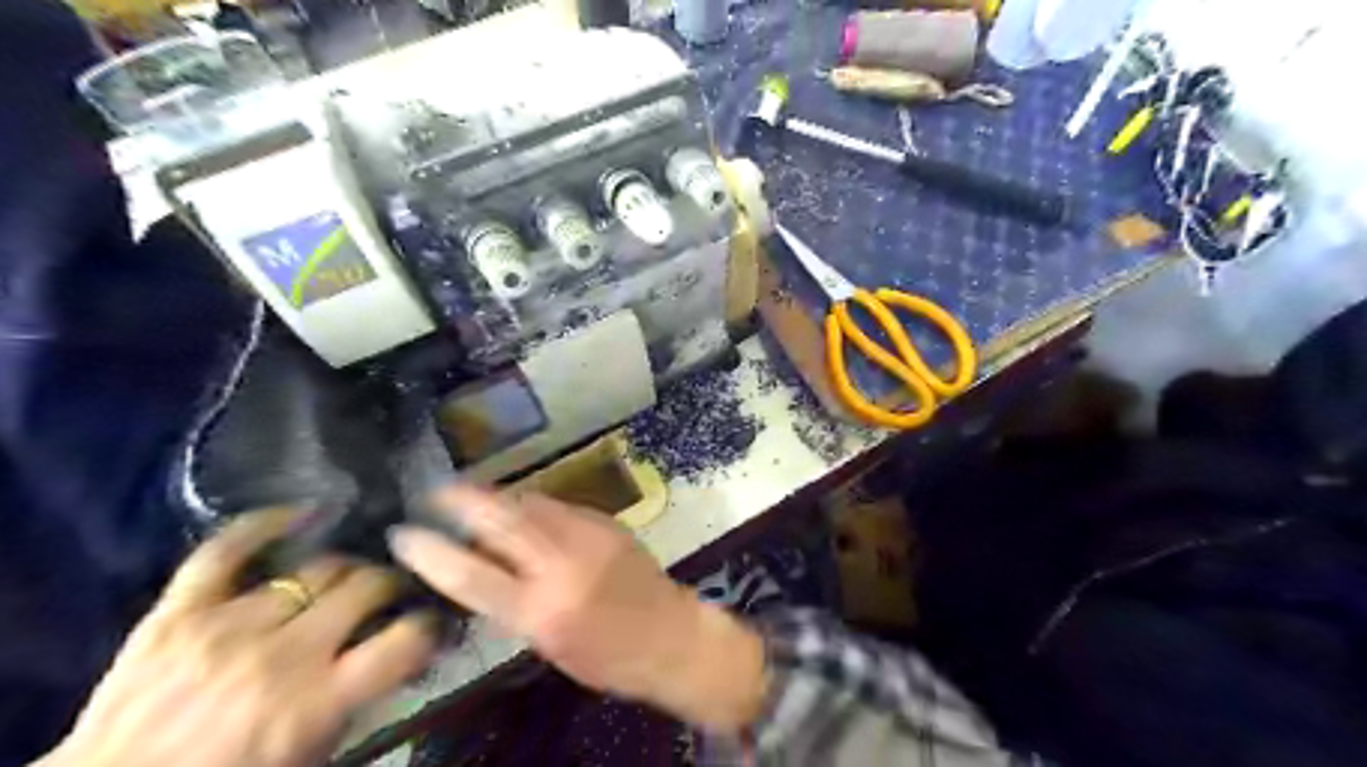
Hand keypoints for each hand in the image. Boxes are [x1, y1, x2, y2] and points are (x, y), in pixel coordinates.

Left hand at [38, 511, 438, 766]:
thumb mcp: (312, 754)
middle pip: (365, 586)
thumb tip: (404, 656)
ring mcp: (227, 626)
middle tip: (390, 592)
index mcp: (318, 701)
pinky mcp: (178, 612)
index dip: (428, 623)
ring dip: (343, 569)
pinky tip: (300, 513)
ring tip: (348, 574)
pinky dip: (264, 524)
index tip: (429, 621)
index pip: (405, 638)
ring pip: (316, 567)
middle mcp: (283, 654)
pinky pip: (225, 551)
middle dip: (390, 584)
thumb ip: (360, 700)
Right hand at [389, 489, 764, 733]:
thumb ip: (512, 602)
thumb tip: (480, 564)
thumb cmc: (606, 657)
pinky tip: (525, 510)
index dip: (432, 552)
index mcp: (541, 610)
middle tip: (438, 490)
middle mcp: (562, 565)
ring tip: (477, 498)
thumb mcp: (547, 642)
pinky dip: (535, 506)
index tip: (403, 533)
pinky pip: (559, 506)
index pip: (473, 576)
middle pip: (502, 520)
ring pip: (532, 504)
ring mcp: (588, 536)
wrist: (669, 635)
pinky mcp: (607, 521)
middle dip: (465, 499)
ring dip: (500, 498)